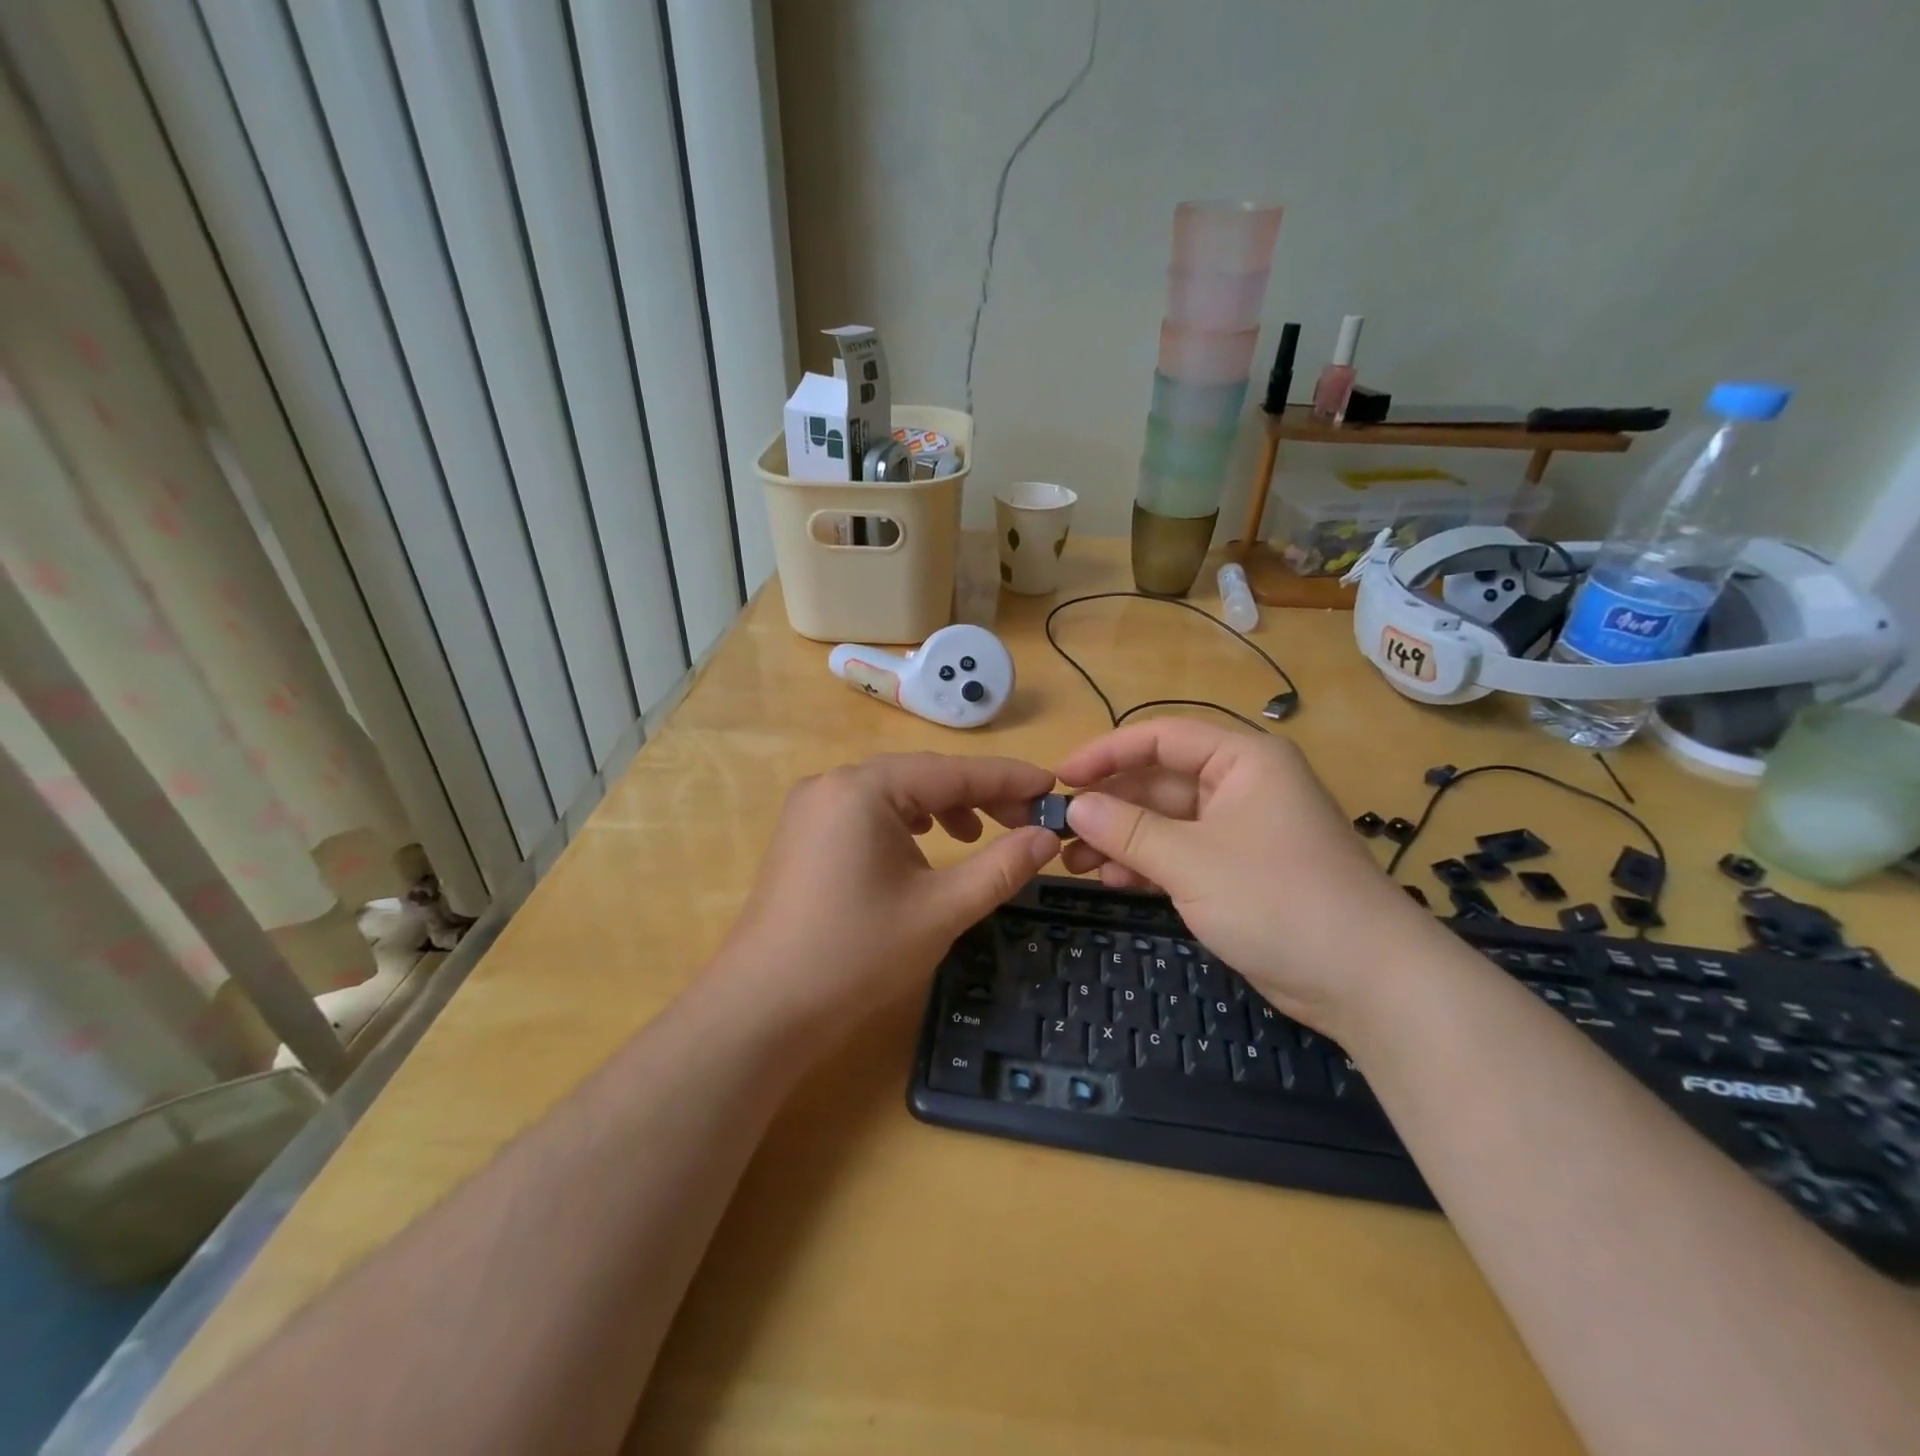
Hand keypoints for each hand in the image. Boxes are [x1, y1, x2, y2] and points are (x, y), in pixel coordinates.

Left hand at [717, 753, 1058, 1018]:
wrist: (763, 1008)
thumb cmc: (856, 954)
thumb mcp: (941, 910)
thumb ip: (1000, 867)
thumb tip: (1047, 838)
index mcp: (863, 788)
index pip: (951, 771)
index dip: (1007, 779)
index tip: (1052, 787)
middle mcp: (833, 783)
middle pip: (921, 776)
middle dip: (976, 796)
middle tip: (1024, 822)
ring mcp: (812, 808)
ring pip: (894, 792)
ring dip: (942, 808)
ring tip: (976, 836)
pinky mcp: (803, 834)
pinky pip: (867, 811)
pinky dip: (905, 822)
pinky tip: (924, 846)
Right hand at [1057, 720, 1428, 1033]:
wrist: (1365, 980)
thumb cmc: (1279, 899)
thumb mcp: (1193, 860)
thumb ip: (1128, 830)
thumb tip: (1074, 807)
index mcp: (1242, 760)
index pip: (1162, 737)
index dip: (1107, 752)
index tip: (1061, 776)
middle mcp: (1240, 786)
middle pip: (1158, 781)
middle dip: (1109, 805)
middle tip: (1057, 829)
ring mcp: (1238, 831)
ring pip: (1164, 822)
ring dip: (1120, 838)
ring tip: (1072, 862)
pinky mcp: (1236, 871)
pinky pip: (1179, 854)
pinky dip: (1145, 864)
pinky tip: (1110, 880)